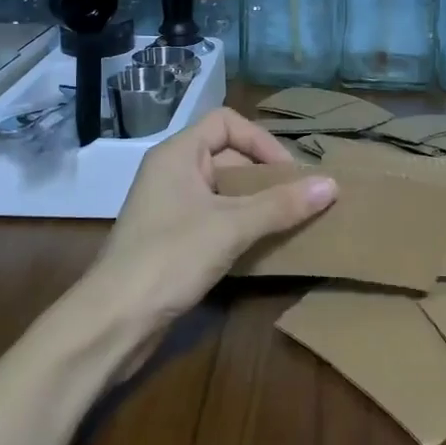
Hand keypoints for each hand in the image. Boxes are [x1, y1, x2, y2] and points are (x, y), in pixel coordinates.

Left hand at [89, 108, 336, 330]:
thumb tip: (332, 184)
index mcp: (177, 154)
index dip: (260, 140)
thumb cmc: (170, 258)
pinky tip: (263, 244)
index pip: (226, 122)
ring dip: (256, 202)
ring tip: (290, 220)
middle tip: (298, 198)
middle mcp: (171, 172)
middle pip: (227, 155)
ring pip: (223, 190)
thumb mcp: (231, 227)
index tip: (288, 172)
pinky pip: (215, 217)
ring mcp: (170, 206)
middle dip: (264, 174)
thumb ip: (281, 205)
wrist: (113, 322)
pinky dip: (240, 224)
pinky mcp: (172, 239)